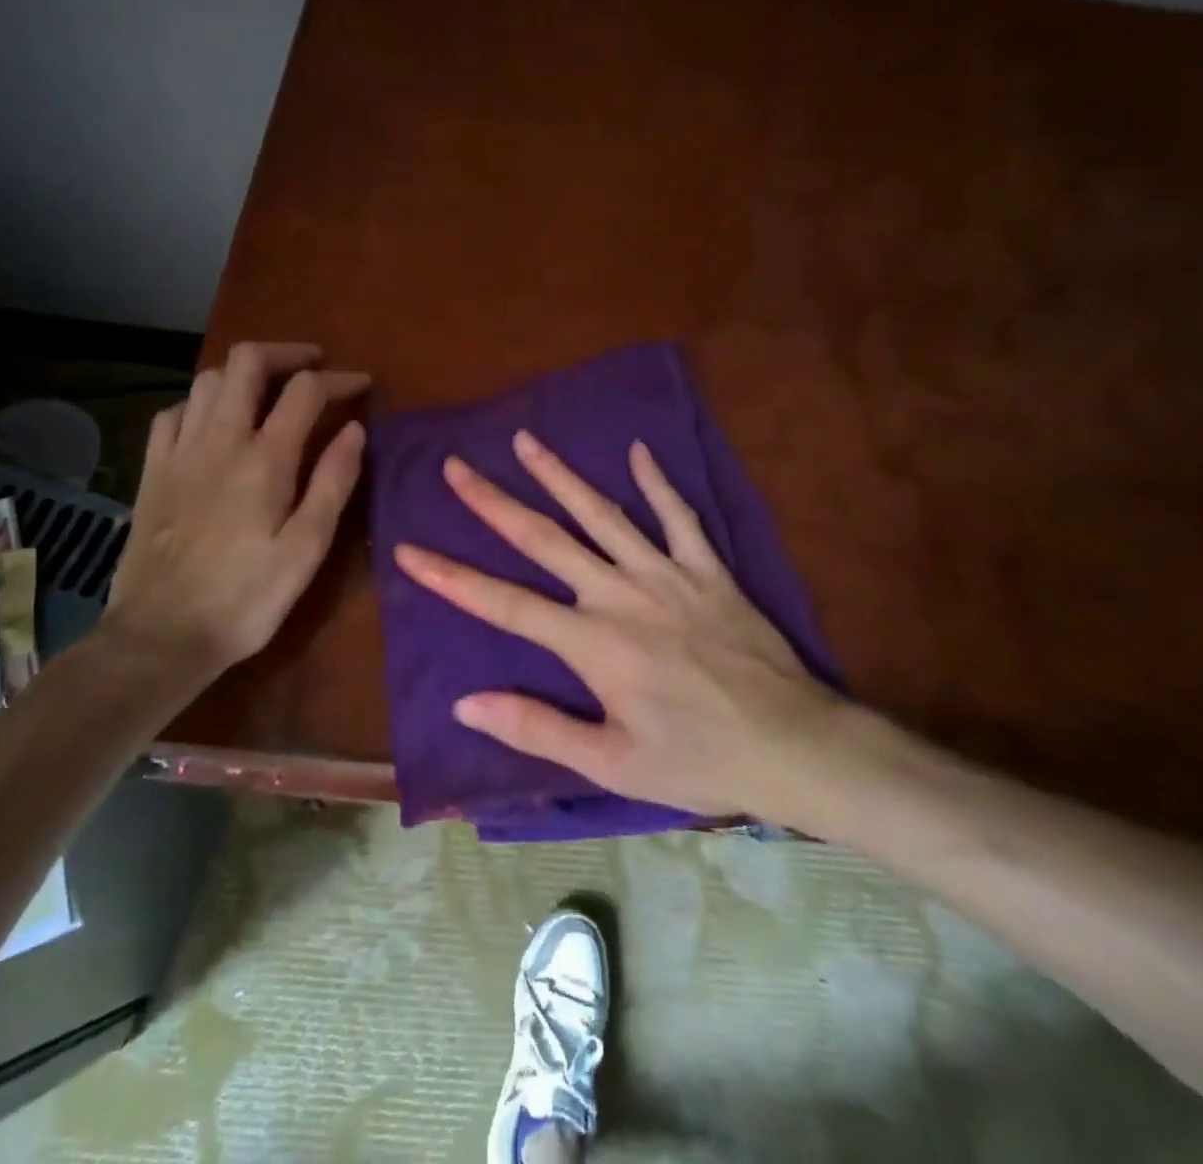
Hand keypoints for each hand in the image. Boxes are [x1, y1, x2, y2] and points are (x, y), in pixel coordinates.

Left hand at [102, 342, 368, 693]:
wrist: (161, 635)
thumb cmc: (246, 598)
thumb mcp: (307, 549)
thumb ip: (333, 483)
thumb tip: (355, 430)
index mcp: (264, 459)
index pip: (306, 391)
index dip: (339, 379)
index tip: (363, 385)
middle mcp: (219, 440)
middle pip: (246, 363)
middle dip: (286, 353)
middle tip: (314, 366)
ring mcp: (179, 451)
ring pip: (207, 379)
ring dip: (243, 372)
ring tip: (269, 390)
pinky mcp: (152, 470)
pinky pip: (172, 412)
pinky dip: (200, 401)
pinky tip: (213, 421)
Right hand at [393, 430, 850, 822]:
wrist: (793, 745)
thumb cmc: (697, 760)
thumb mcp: (611, 763)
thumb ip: (537, 728)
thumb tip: (466, 701)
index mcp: (592, 643)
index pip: (504, 604)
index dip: (451, 577)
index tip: (409, 550)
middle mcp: (620, 594)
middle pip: (545, 540)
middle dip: (494, 502)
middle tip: (456, 467)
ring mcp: (666, 574)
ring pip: (603, 514)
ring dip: (560, 476)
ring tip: (525, 440)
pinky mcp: (708, 570)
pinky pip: (680, 517)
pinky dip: (659, 483)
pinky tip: (639, 452)